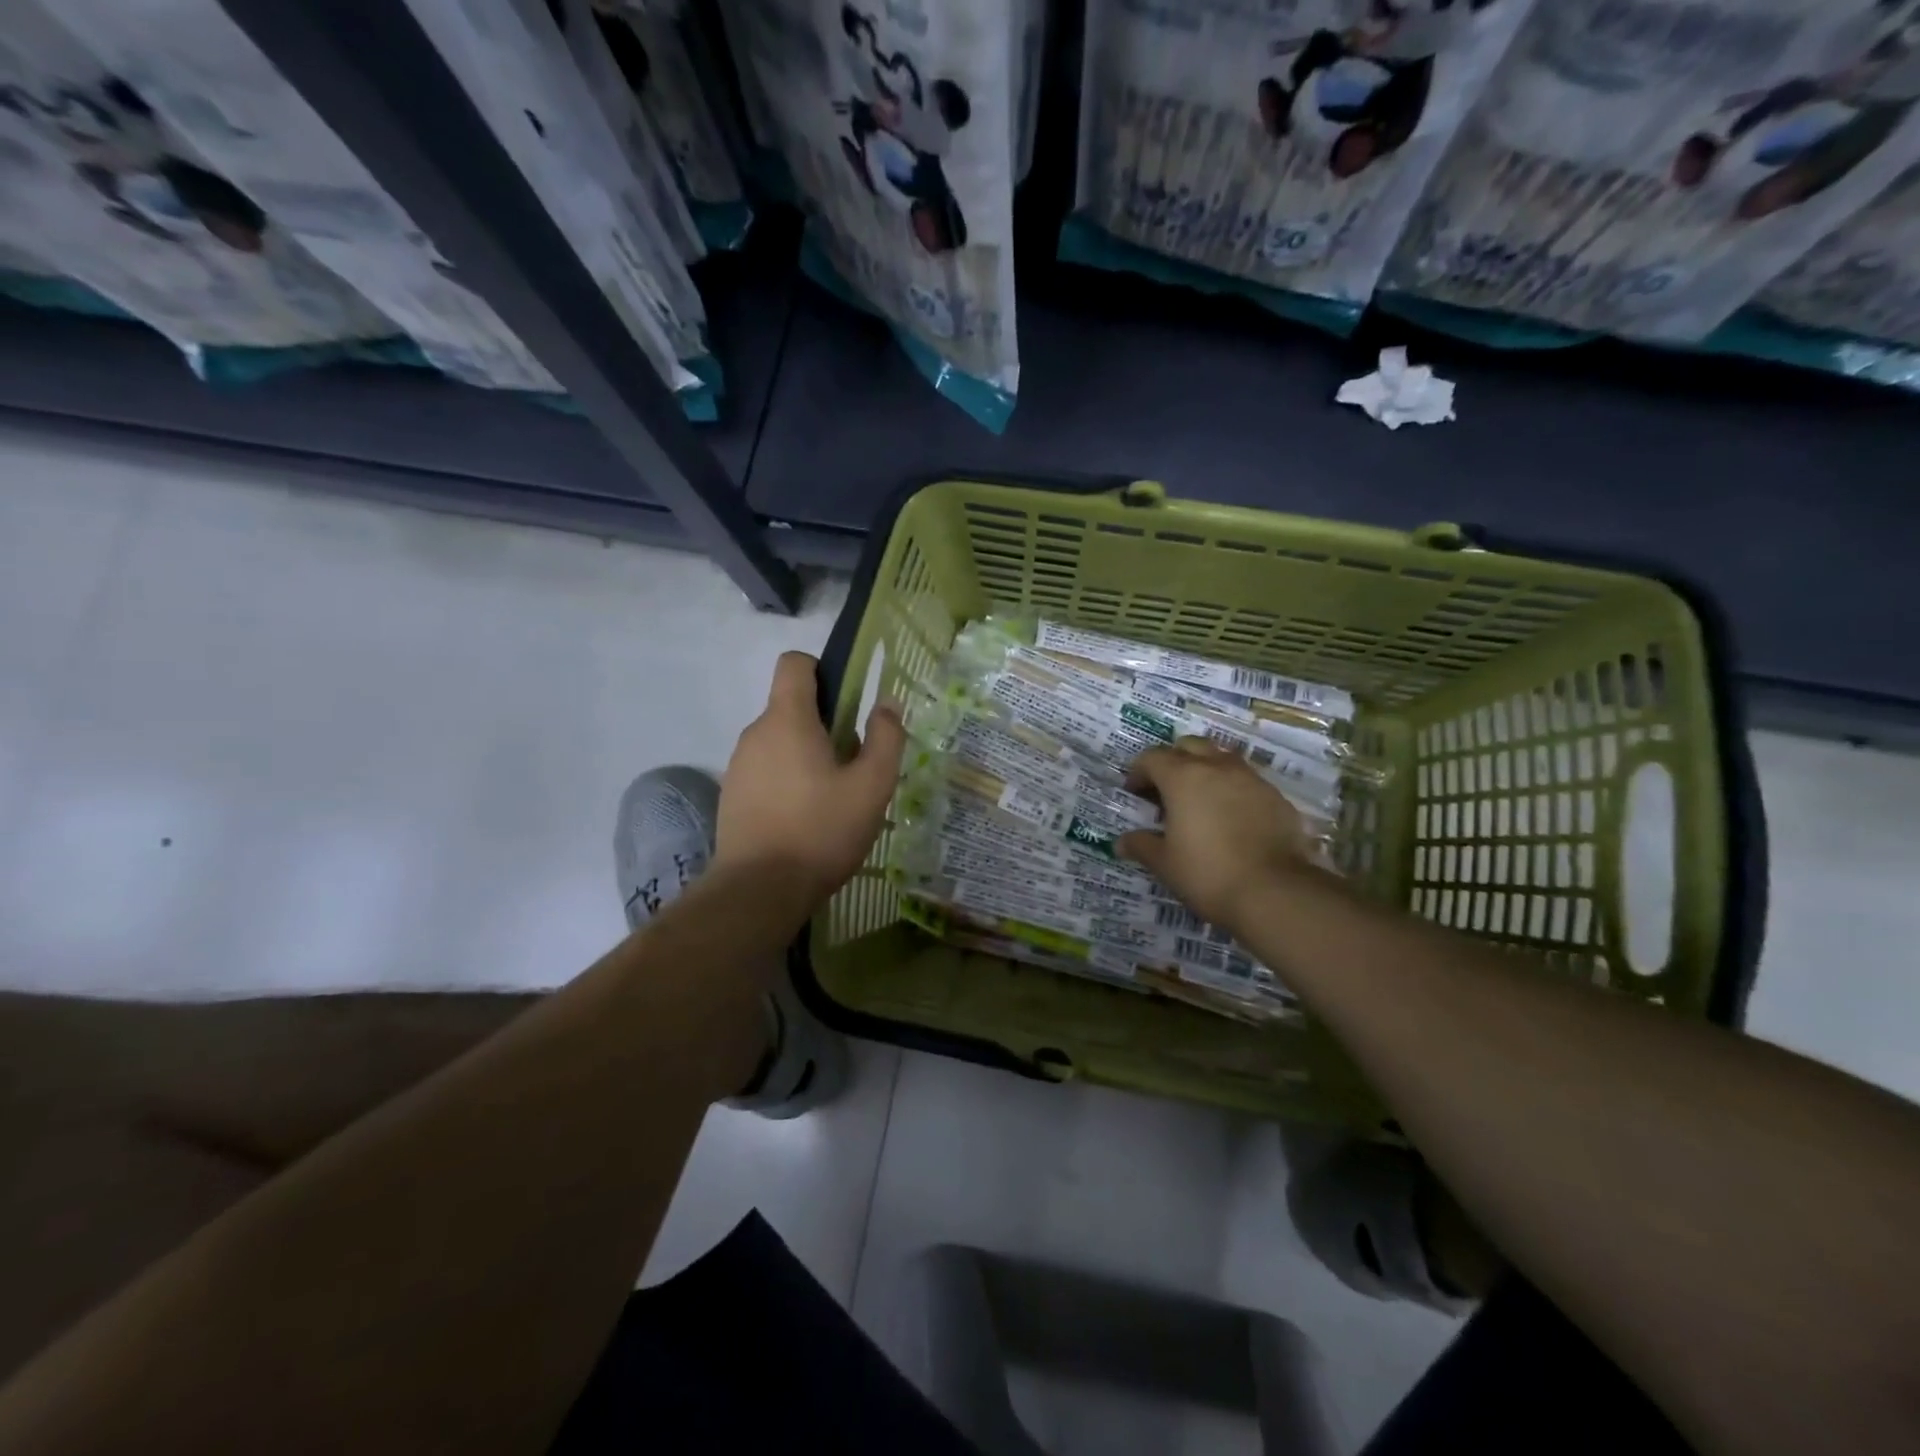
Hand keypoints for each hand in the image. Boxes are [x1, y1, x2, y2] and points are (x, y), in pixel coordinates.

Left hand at [715, 652, 905, 905]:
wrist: (759, 891)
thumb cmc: (821, 830)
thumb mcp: (871, 786)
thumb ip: (885, 738)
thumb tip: (885, 703)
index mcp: (787, 719)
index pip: (794, 663)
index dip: (822, 670)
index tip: (847, 702)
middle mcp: (755, 733)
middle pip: (792, 707)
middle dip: (825, 724)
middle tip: (854, 765)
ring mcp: (739, 766)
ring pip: (780, 742)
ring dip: (807, 756)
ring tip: (834, 799)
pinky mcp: (732, 796)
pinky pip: (766, 771)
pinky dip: (788, 781)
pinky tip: (807, 819)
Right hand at [1115, 739, 1313, 930]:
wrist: (1275, 892)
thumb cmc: (1207, 873)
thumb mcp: (1164, 863)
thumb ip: (1142, 846)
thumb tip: (1122, 842)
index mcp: (1183, 777)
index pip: (1152, 757)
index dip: (1138, 771)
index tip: (1134, 792)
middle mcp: (1217, 768)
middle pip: (1190, 746)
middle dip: (1174, 760)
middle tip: (1166, 789)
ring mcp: (1251, 779)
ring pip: (1222, 759)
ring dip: (1206, 771)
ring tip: (1200, 801)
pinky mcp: (1276, 797)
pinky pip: (1247, 782)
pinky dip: (1232, 790)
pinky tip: (1231, 819)